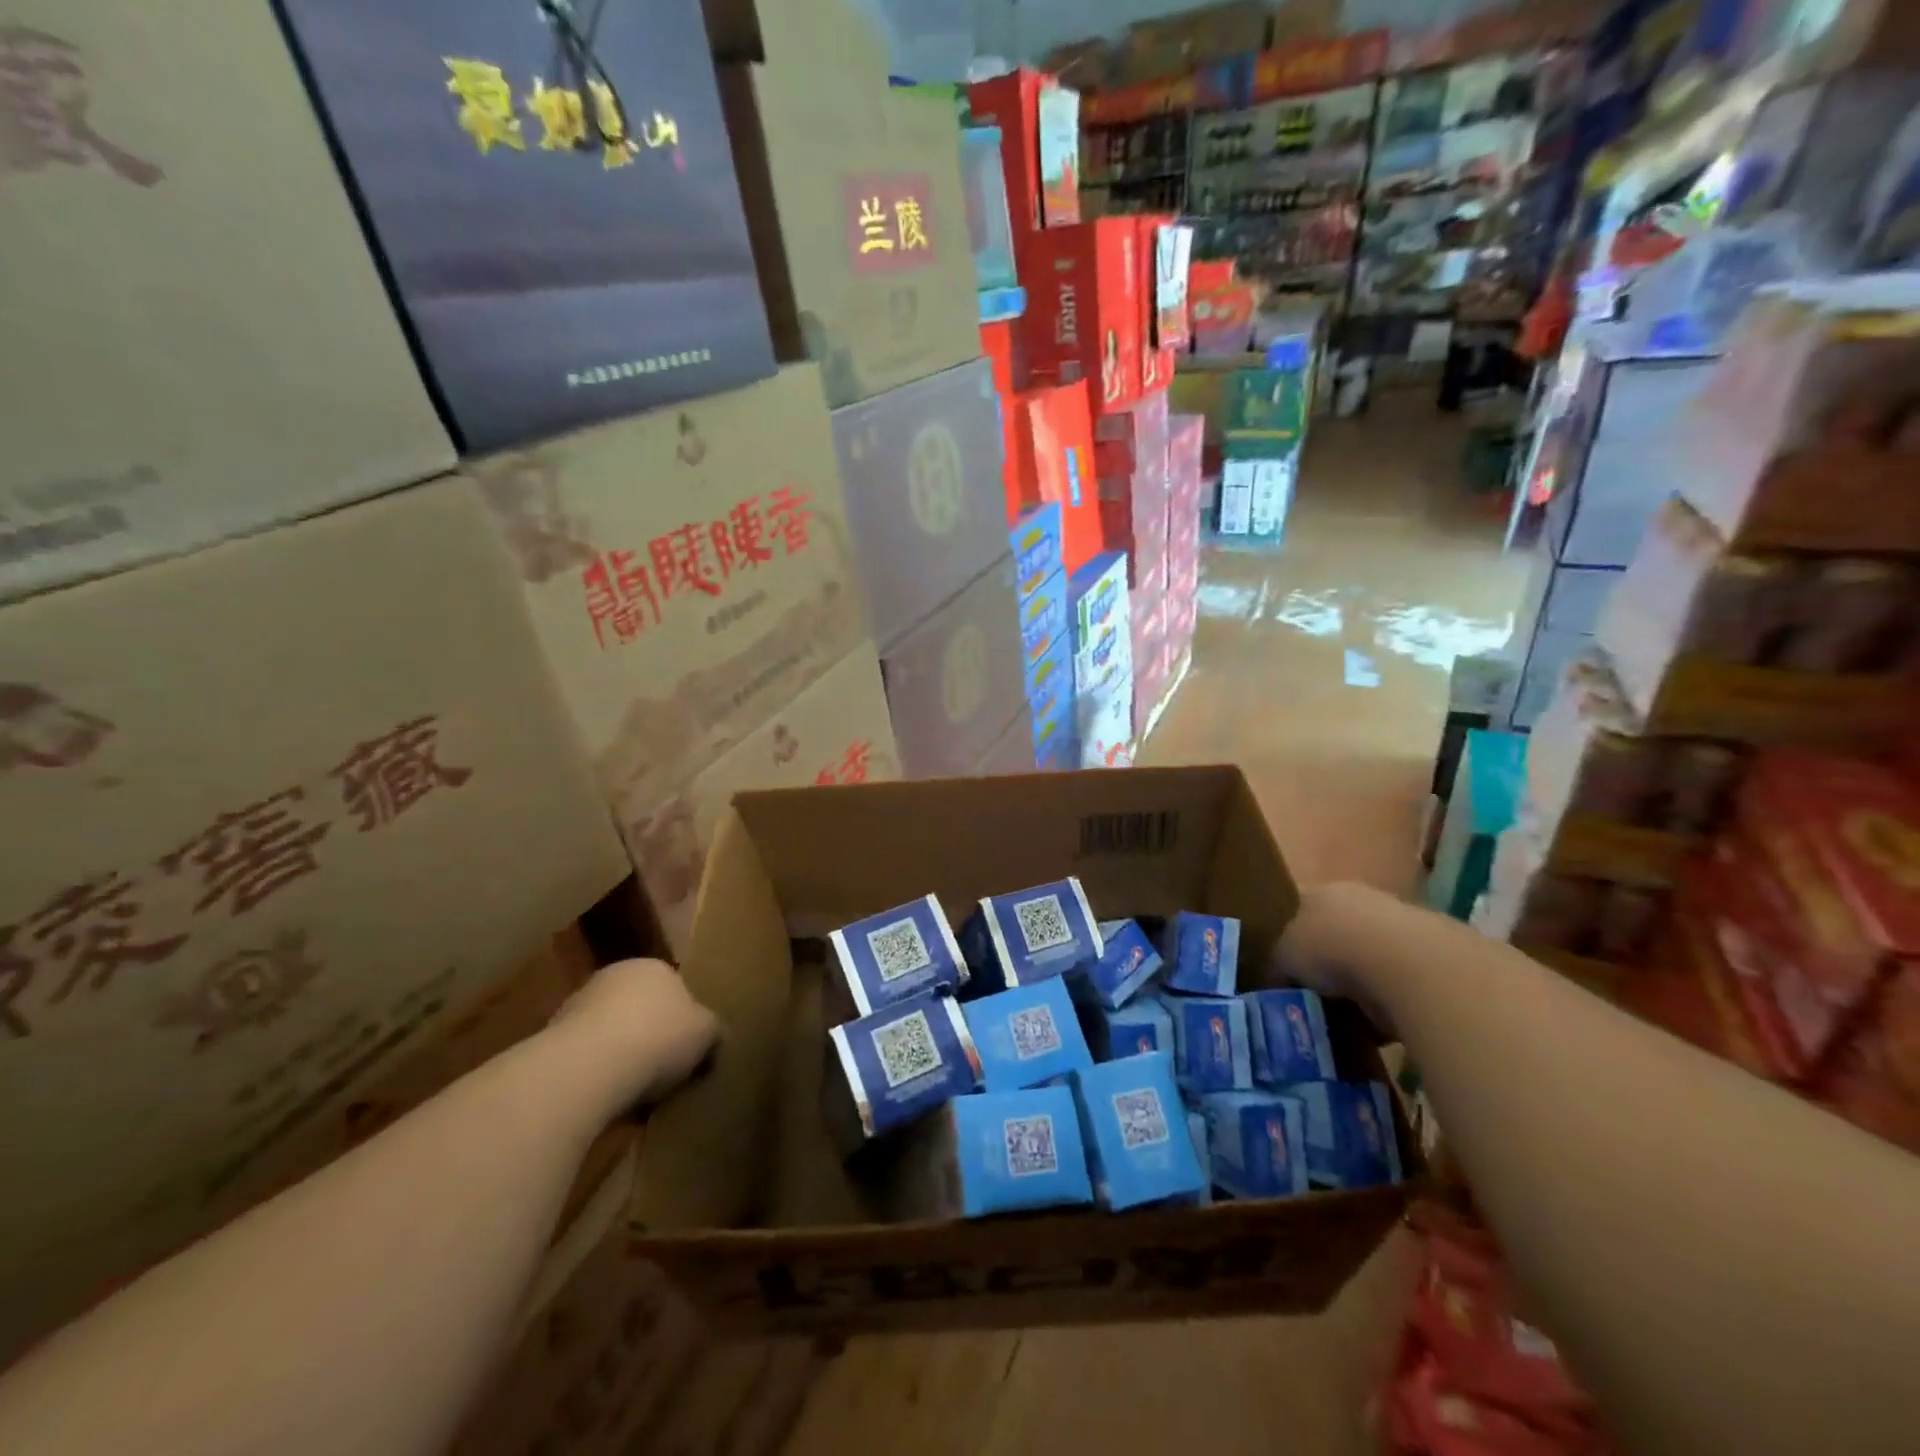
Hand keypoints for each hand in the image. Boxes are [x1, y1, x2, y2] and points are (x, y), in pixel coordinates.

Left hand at [551, 958, 720, 1108]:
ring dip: (620, 1054)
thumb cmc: (658, 1038)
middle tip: (664, 1069)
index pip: (675, 987)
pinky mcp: (550, 1039)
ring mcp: (577, 1005)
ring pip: (610, 1031)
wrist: (587, 1068)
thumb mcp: (706, 1033)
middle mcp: (614, 975)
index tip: (689, 1049)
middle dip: (650, 1034)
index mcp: (654, 966)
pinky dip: (595, 1072)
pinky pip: (585, 1056)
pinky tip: (606, 1097)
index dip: (684, 1019)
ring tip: (634, 1091)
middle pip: (639, 1007)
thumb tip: (716, 1036)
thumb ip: (713, 1030)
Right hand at [1275, 882, 1400, 1038]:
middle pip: (1336, 937)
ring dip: (1358, 989)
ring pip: (1367, 962)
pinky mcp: (1428, 960)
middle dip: (1327, 967)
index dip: (1291, 943)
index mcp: (1320, 893)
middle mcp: (1359, 902)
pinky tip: (1375, 1026)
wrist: (1401, 963)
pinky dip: (1385, 1005)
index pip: (1299, 913)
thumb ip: (1279, 966)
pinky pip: (1395, 987)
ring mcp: (1397, 927)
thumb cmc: (1328, 947)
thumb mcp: (1283, 957)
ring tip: (1344, 1019)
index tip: (1285, 974)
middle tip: (1314, 999)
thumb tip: (1278, 983)